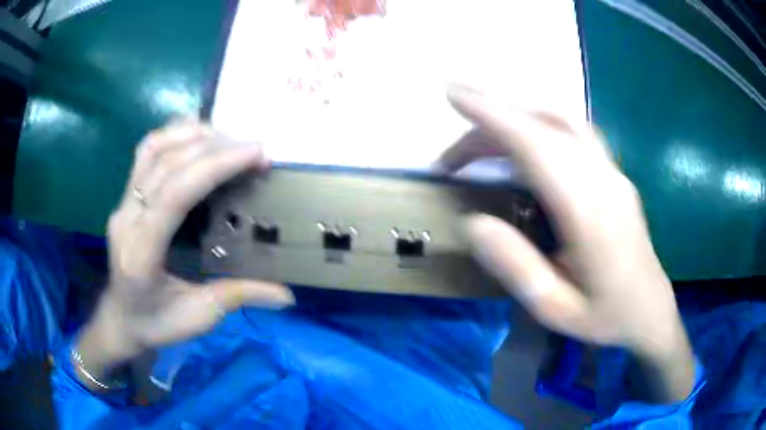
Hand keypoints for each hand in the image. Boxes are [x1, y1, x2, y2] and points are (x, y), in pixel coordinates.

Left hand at [76, 120, 293, 386]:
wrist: (120, 318)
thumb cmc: (155, 323)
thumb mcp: (198, 318)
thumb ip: (238, 299)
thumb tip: (286, 295)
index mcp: (142, 253)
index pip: (175, 194)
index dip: (215, 166)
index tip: (255, 154)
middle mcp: (127, 219)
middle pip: (167, 164)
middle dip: (215, 147)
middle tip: (254, 150)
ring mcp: (123, 203)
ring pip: (153, 149)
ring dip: (193, 134)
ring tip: (229, 138)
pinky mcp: (125, 197)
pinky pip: (147, 153)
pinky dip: (174, 135)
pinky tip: (197, 136)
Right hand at [439, 84, 694, 401]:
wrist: (650, 311)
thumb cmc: (605, 316)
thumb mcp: (555, 309)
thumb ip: (516, 267)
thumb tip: (473, 223)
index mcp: (589, 213)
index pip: (536, 145)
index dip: (493, 115)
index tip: (455, 95)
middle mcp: (603, 179)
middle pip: (544, 126)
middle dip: (492, 119)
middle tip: (452, 154)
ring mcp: (613, 172)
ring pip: (562, 120)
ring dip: (517, 116)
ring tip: (481, 140)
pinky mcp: (615, 174)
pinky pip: (575, 131)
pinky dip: (540, 123)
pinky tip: (524, 142)